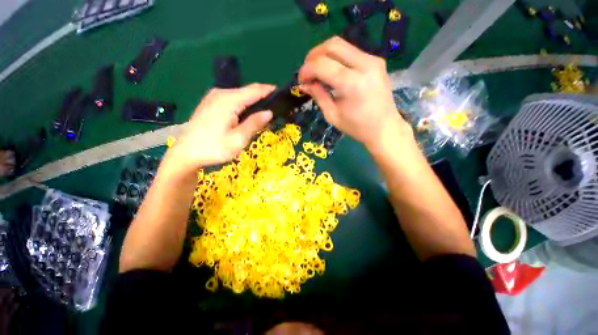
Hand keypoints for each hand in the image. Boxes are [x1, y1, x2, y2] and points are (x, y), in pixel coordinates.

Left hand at [169, 84, 274, 170]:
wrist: (185, 153)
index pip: (255, 90)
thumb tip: (269, 112)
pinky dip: (244, 106)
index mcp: (229, 100)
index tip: (283, 95)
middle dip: (263, 99)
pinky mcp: (211, 103)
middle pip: (248, 92)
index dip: (270, 91)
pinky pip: (232, 100)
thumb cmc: (214, 148)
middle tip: (276, 111)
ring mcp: (214, 97)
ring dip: (253, 103)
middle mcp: (221, 93)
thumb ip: (254, 124)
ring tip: (264, 116)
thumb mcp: (238, 139)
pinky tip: (248, 117)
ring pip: (240, 96)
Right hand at [298, 37, 411, 150]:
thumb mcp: (332, 115)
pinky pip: (351, 51)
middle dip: (313, 56)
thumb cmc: (357, 127)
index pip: (322, 64)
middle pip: (332, 45)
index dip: (307, 70)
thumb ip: (318, 95)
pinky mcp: (376, 61)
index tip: (301, 80)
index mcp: (352, 83)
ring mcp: (373, 60)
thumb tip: (304, 84)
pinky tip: (332, 71)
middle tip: (307, 71)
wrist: (385, 128)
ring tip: (317, 71)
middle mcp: (364, 65)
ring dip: (324, 54)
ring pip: (341, 44)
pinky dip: (336, 58)